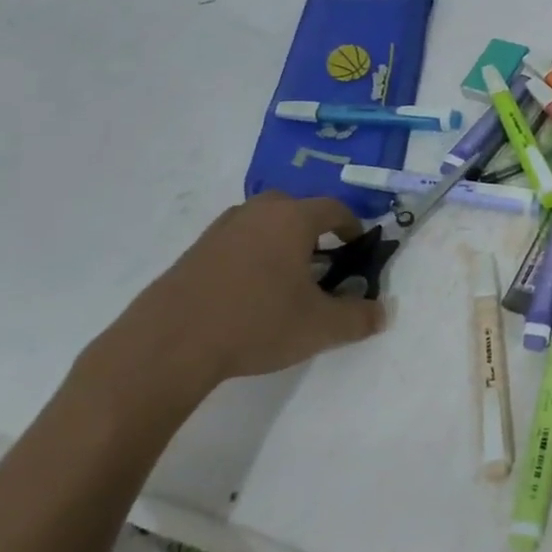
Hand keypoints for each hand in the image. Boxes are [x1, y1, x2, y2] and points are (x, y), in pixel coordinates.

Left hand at [85, 192, 387, 409]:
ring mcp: (221, 229)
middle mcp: (258, 212)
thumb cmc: (257, 323)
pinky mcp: (194, 251)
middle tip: (323, 261)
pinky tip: (249, 291)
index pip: (334, 209)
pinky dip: (250, 256)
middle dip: (314, 229)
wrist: (170, 343)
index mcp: (293, 219)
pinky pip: (236, 242)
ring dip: (279, 241)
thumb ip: (359, 318)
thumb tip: (382, 313)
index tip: (358, 248)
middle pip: (295, 208)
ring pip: (262, 223)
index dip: (352, 226)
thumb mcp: (321, 327)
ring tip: (286, 277)